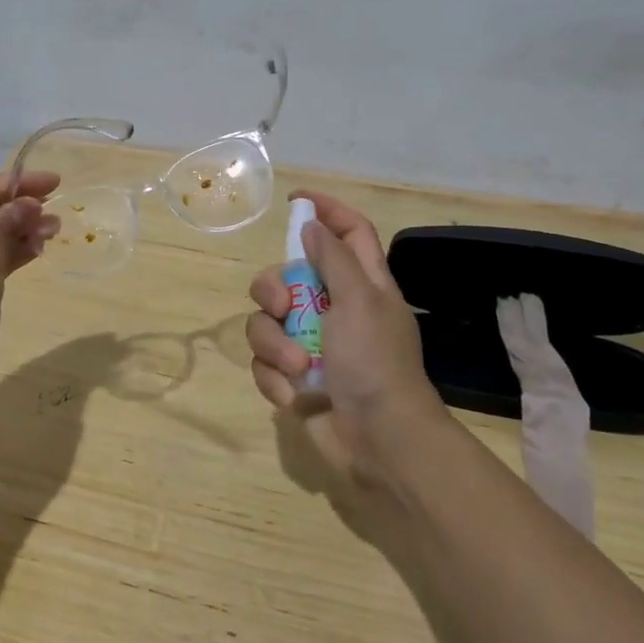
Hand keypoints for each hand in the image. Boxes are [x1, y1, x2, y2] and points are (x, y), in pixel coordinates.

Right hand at [246, 191, 447, 491]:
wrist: (379, 441)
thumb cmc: (375, 362)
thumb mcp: (359, 300)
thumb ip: (333, 258)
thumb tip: (312, 226)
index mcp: (363, 284)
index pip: (349, 232)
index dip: (326, 211)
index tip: (295, 201)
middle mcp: (334, 308)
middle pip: (287, 275)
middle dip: (273, 289)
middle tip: (283, 307)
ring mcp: (311, 344)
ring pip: (266, 322)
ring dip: (275, 344)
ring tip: (298, 368)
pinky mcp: (293, 377)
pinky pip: (265, 362)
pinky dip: (275, 377)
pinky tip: (294, 395)